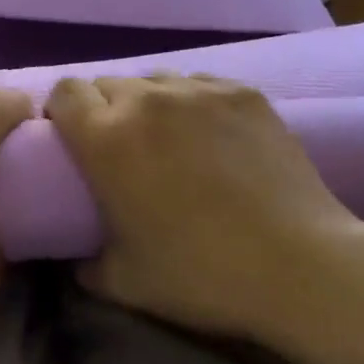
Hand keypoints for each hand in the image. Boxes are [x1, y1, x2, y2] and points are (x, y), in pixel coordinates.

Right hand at [46, 73, 363, 339]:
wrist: (301, 265)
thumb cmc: (202, 274)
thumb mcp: (124, 283)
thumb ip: (87, 265)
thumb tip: (79, 258)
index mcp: (105, 138)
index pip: (65, 93)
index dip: (62, 113)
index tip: (72, 141)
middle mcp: (145, 100)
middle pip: (107, 84)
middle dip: (104, 109)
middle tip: (123, 149)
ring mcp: (198, 91)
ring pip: (154, 80)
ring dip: (149, 104)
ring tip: (170, 140)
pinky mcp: (243, 92)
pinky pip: (200, 84)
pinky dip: (193, 103)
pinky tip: (213, 137)